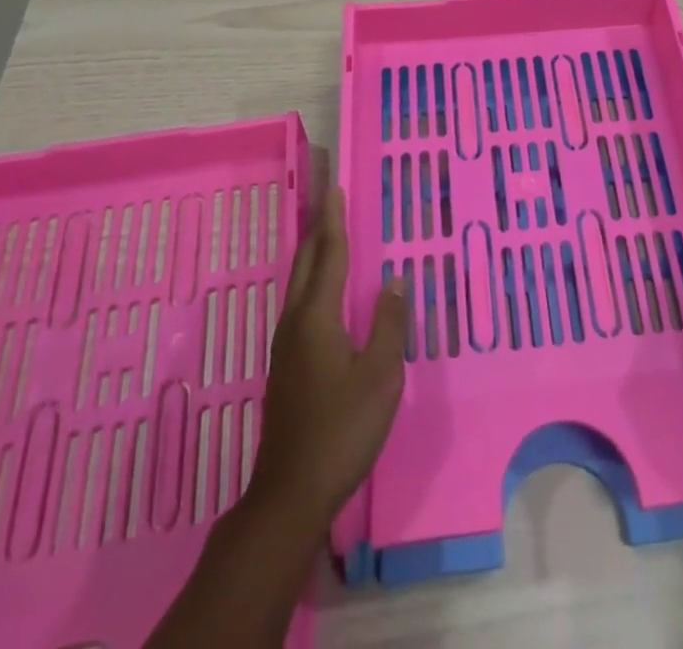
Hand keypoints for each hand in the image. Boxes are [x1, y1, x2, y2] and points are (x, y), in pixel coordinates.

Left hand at [248, 185, 409, 523]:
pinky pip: (300, 304)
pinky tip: (323, 293)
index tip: (335, 189)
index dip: (334, 221)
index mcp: (317, 317)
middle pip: (306, 264)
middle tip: (330, 201)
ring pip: (298, 284)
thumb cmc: (342, 429)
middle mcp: (296, 322)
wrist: (291, 492)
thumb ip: (388, 323)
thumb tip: (395, 280)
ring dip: (313, 254)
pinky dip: (312, 281)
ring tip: (328, 235)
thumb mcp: (380, 375)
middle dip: (318, 230)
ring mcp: (286, 346)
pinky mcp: (286, 365)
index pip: (329, 255)